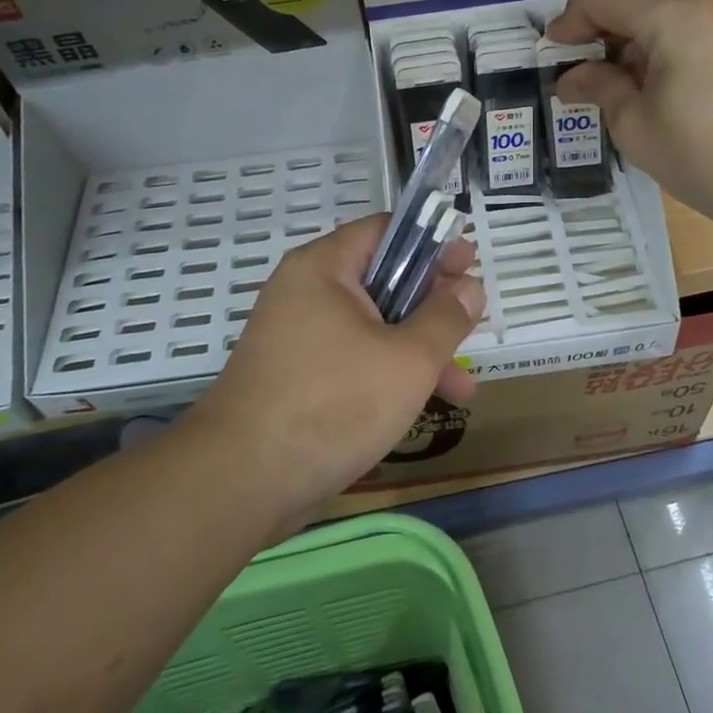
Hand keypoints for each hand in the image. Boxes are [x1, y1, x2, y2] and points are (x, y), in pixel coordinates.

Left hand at [190, 214, 485, 515]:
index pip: (385, 230)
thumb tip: (470, 287)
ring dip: (417, 349)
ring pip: (371, 327)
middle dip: (432, 305)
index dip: (432, 242)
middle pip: (382, 279)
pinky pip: (351, 359)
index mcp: (325, 268)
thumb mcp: (408, 360)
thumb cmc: (333, 404)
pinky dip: (386, 373)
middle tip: (471, 321)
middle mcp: (306, 292)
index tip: (468, 263)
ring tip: (463, 389)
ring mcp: (297, 337)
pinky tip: (421, 408)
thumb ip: (445, 319)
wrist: (241, 481)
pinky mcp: (296, 377)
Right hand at [546, 0, 712, 241]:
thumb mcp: (638, 130)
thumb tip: (570, 77)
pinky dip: (678, 10)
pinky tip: (672, 62)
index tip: (558, 50)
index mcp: (677, 16)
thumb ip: (600, 89)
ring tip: (634, 50)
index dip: (571, 16)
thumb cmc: (710, 161)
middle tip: (597, 35)